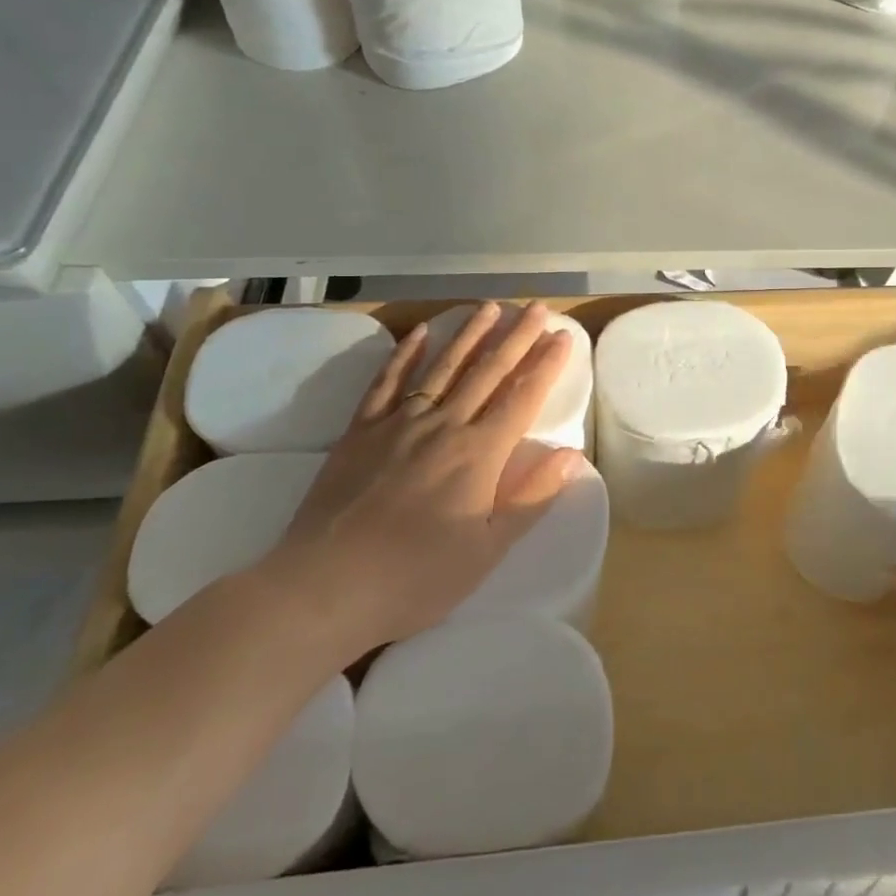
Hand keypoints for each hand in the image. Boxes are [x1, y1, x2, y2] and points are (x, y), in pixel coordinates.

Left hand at [262, 302, 583, 658]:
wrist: (324, 587)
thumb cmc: (416, 578)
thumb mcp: (487, 551)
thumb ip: (531, 498)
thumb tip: (571, 456)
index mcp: (479, 455)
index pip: (522, 397)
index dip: (546, 364)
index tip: (563, 335)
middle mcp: (444, 426)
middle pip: (487, 372)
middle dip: (516, 337)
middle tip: (536, 307)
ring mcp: (398, 424)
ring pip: (442, 367)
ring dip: (469, 334)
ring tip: (489, 307)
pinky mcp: (360, 431)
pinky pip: (386, 383)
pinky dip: (403, 355)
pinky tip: (419, 333)